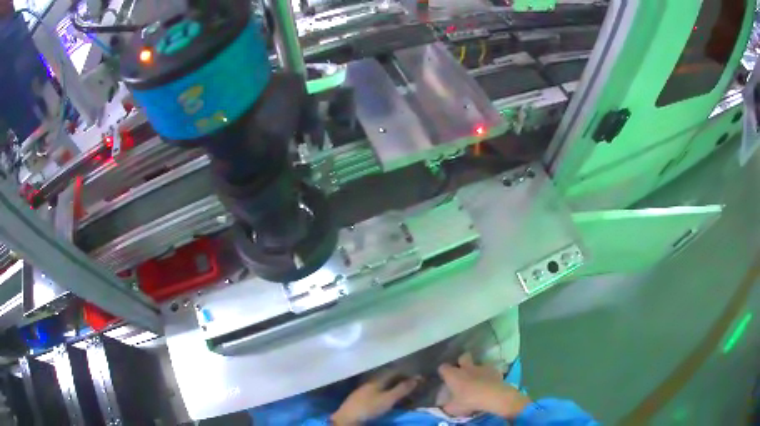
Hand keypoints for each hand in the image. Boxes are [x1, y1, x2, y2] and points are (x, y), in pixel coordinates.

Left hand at [331, 373, 420, 425]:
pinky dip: (386, 394)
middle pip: (387, 378)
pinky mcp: (360, 399)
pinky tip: (388, 399)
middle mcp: (370, 382)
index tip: (417, 378)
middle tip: (412, 386)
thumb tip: (417, 378)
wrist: (347, 418)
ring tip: (402, 393)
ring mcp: (364, 390)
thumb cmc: (369, 407)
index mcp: (377, 379)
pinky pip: (377, 392)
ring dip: (393, 388)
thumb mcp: (388, 399)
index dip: (406, 374)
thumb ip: (402, 389)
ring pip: (382, 385)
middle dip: (400, 381)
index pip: (394, 371)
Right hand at [438, 353, 530, 417]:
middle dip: (462, 361)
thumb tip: (443, 405)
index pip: (443, 367)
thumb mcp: (452, 408)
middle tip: (462, 371)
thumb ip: (446, 406)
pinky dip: (488, 375)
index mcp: (453, 375)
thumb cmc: (468, 401)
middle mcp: (466, 368)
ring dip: (477, 370)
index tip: (444, 377)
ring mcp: (481, 367)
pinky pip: (489, 370)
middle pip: (463, 357)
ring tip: (477, 380)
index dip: (443, 371)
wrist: (492, 396)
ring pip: (478, 364)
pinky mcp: (494, 370)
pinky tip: (489, 383)